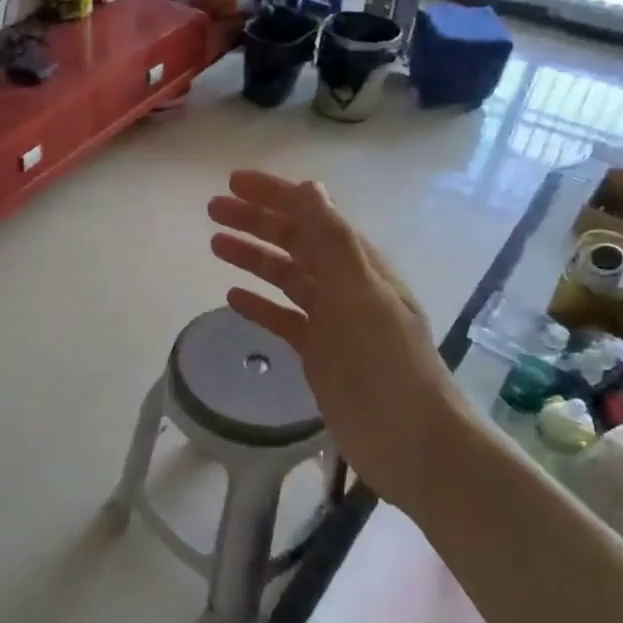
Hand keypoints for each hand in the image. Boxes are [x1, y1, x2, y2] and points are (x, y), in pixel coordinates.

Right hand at [209, 171, 462, 502]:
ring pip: (286, 276)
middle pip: (294, 241)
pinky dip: (260, 303)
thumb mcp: (359, 295)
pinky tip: (234, 297)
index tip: (232, 182)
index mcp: (359, 264)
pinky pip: (284, 317)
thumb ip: (333, 242)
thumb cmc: (386, 363)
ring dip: (253, 256)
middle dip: (256, 220)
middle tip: (212, 209)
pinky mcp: (320, 352)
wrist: (410, 440)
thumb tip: (309, 187)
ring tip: (215, 243)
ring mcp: (332, 320)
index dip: (274, 194)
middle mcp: (345, 284)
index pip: (312, 215)